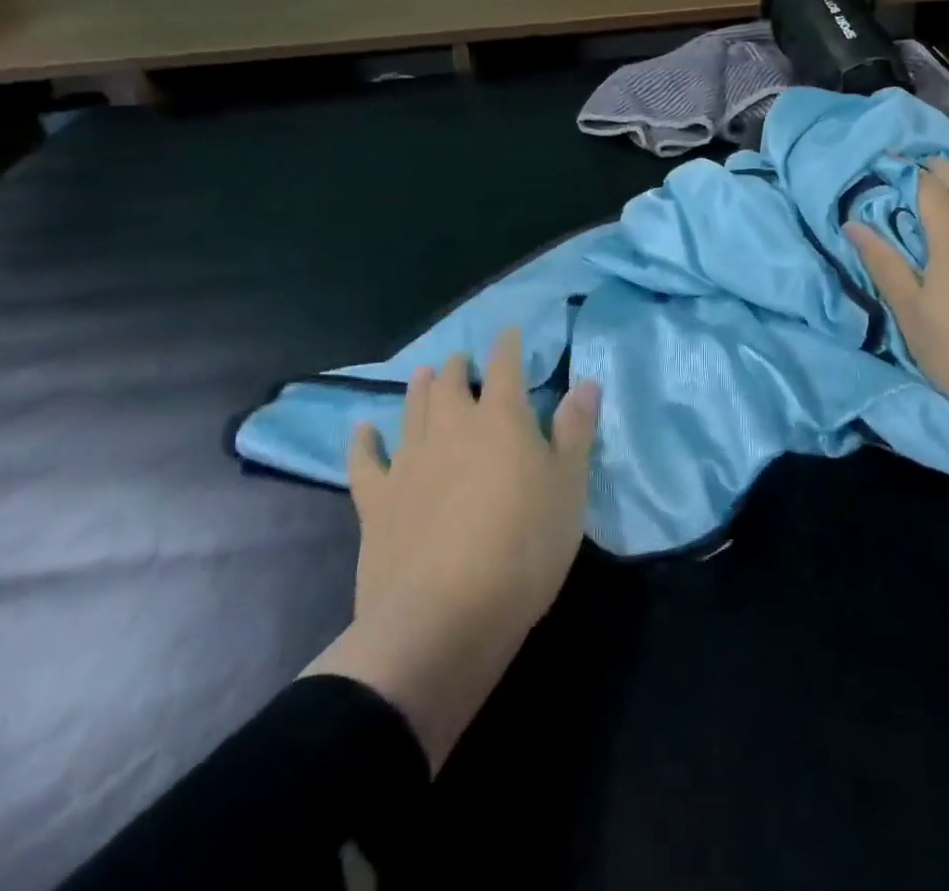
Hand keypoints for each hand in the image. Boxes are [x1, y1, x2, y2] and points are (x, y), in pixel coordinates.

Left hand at [303, 328, 598, 771]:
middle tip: (462, 359)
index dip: (507, 346)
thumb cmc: (523, 547)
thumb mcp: (569, 488)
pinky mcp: (377, 499)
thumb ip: (575, 431)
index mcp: (501, 419)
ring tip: (423, 373)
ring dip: (418, 388)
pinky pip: (365, 460)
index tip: (508, 332)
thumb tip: (585, 382)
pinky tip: (363, 428)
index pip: (505, 368)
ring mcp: (409, 461)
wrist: (443, 616)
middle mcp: (451, 427)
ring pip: (412, 409)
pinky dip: (364, 440)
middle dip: (458, 365)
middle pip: (451, 383)